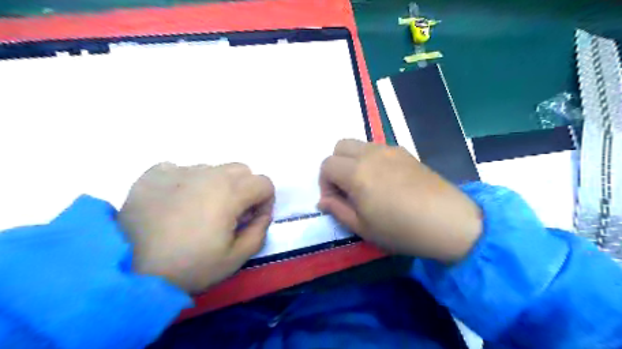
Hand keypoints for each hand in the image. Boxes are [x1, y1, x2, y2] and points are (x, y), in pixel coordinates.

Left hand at [119, 163, 273, 292]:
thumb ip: (259, 231)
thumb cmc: (188, 266)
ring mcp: (179, 170)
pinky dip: (188, 183)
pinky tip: (176, 203)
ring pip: (214, 168)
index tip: (251, 220)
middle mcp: (208, 173)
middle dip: (245, 190)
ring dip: (218, 185)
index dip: (265, 202)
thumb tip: (261, 215)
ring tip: (201, 210)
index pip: (264, 183)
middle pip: (242, 170)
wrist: (126, 271)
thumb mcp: (235, 258)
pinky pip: (182, 170)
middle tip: (230, 214)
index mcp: (230, 192)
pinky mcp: (154, 174)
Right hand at [318, 138, 481, 261]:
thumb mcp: (362, 227)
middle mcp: (370, 154)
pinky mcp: (405, 152)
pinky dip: (371, 159)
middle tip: (347, 188)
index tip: (335, 200)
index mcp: (357, 172)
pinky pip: (378, 148)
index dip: (325, 183)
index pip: (327, 165)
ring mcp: (390, 150)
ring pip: (359, 145)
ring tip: (366, 185)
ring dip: (353, 161)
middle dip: (336, 165)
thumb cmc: (401, 229)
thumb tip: (323, 200)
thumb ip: (337, 210)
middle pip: (340, 146)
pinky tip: (385, 181)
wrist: (448, 221)